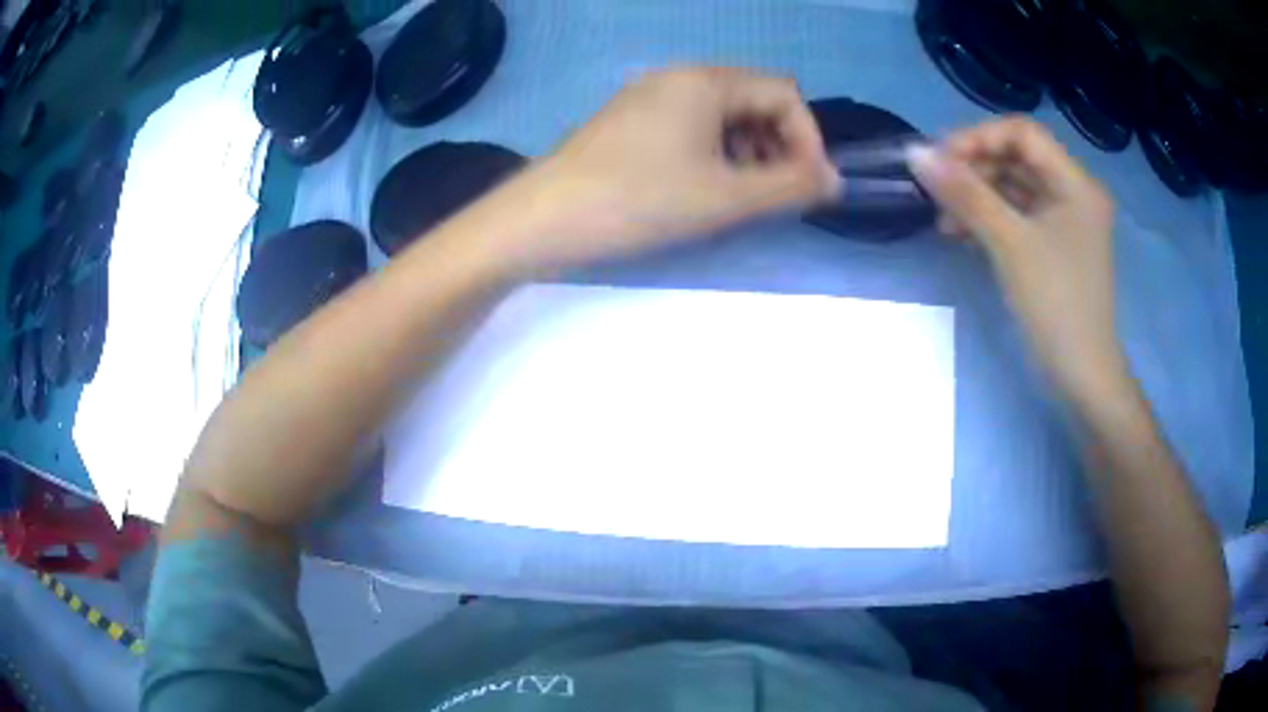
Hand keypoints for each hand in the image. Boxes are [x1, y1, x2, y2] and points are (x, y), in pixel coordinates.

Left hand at [498, 67, 839, 270]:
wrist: (541, 219)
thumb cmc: (638, 201)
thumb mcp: (725, 197)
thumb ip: (789, 186)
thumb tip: (835, 180)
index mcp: (705, 81)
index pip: (784, 94)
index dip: (808, 138)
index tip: (807, 187)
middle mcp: (678, 76)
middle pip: (754, 99)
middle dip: (778, 145)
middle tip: (774, 194)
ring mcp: (648, 96)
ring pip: (723, 115)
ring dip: (747, 152)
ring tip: (739, 197)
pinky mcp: (629, 120)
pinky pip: (690, 126)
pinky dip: (713, 153)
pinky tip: (702, 189)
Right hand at [907, 117, 1125, 396]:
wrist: (1082, 379)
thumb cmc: (1056, 307)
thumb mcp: (1009, 244)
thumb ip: (965, 194)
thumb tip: (915, 154)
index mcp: (1075, 183)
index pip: (1022, 133)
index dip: (978, 138)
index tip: (940, 161)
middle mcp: (1074, 193)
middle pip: (1017, 159)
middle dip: (975, 170)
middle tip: (938, 192)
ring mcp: (1066, 222)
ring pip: (1015, 189)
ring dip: (978, 198)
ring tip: (945, 222)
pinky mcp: (1056, 247)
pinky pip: (1019, 217)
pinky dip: (990, 220)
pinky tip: (963, 235)